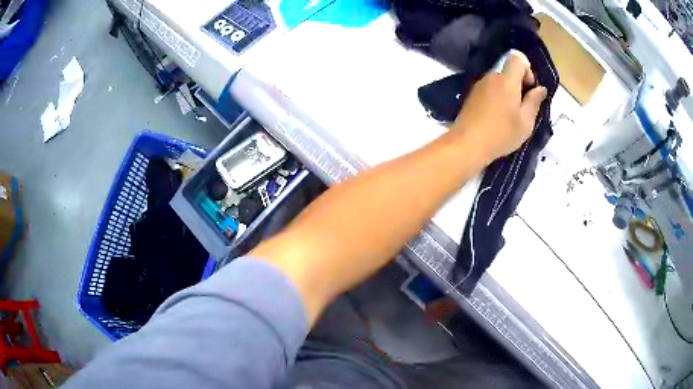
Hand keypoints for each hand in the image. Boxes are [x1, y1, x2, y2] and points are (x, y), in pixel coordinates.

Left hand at [450, 50, 547, 163]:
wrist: (467, 144)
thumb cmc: (501, 133)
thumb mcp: (526, 121)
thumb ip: (534, 101)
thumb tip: (540, 88)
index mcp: (506, 80)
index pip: (517, 58)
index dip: (527, 70)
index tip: (529, 89)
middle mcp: (491, 77)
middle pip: (508, 72)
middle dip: (518, 86)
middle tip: (522, 109)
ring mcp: (479, 85)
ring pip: (499, 82)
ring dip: (507, 94)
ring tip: (509, 117)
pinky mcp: (471, 95)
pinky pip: (489, 91)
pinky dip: (496, 99)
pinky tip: (496, 118)